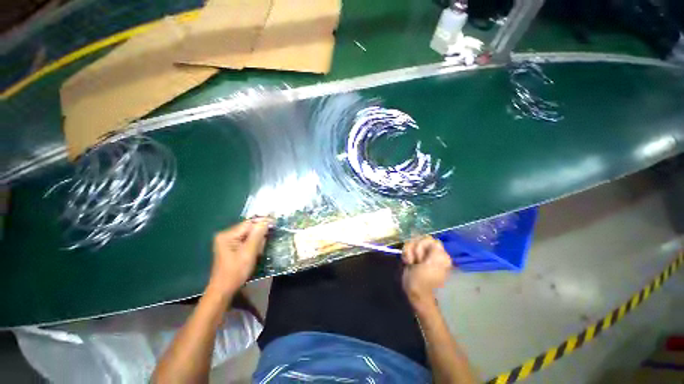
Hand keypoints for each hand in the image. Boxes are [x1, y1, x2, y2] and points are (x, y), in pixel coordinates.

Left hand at [207, 218, 270, 295]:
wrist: (224, 290)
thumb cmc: (236, 272)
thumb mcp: (248, 252)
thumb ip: (257, 235)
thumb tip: (266, 220)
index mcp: (227, 235)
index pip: (249, 223)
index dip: (262, 222)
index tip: (275, 223)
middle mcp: (226, 235)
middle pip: (249, 228)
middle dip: (259, 236)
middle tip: (261, 247)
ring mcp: (228, 241)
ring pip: (249, 235)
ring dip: (257, 242)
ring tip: (257, 253)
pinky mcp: (231, 247)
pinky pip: (247, 240)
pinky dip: (253, 245)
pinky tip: (254, 253)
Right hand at [402, 236, 452, 306]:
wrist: (414, 291)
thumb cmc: (424, 280)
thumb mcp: (432, 265)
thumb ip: (435, 250)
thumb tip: (431, 240)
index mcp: (440, 254)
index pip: (429, 239)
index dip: (423, 246)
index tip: (422, 259)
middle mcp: (432, 252)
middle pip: (419, 239)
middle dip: (415, 250)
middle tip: (417, 262)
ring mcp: (421, 253)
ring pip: (412, 242)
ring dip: (409, 252)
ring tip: (411, 263)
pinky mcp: (413, 255)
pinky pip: (407, 247)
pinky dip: (406, 254)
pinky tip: (407, 262)